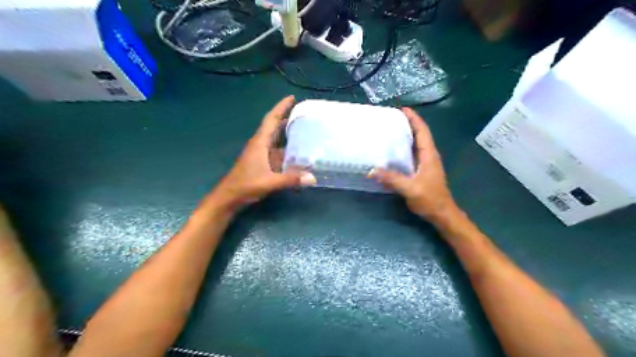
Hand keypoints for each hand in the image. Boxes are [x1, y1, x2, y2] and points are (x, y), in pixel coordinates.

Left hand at [209, 95, 317, 211]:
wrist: (229, 196)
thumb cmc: (246, 185)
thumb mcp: (269, 182)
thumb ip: (291, 179)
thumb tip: (313, 178)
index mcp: (260, 142)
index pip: (271, 119)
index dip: (281, 107)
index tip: (292, 98)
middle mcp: (261, 145)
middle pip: (274, 126)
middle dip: (287, 118)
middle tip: (304, 114)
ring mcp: (261, 154)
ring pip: (276, 140)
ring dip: (287, 134)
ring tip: (305, 131)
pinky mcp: (262, 163)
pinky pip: (277, 152)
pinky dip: (287, 150)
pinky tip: (298, 154)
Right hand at [370, 107, 459, 223]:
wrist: (442, 214)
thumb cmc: (430, 199)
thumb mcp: (411, 189)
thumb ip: (392, 179)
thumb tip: (371, 170)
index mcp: (429, 155)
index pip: (422, 131)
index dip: (414, 119)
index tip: (402, 109)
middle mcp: (428, 156)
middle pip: (419, 134)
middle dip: (408, 124)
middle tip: (390, 119)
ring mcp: (425, 164)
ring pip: (415, 144)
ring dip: (405, 135)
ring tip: (389, 131)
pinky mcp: (421, 171)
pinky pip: (411, 154)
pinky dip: (403, 148)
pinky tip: (391, 151)